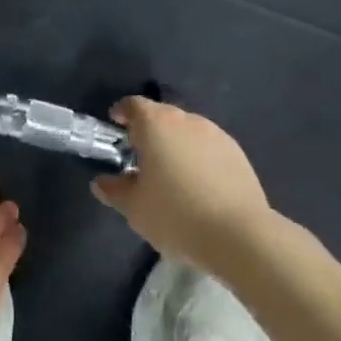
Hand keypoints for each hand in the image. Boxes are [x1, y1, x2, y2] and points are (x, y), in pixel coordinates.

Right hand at [92, 96, 272, 273]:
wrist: (239, 235)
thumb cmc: (176, 215)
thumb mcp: (134, 208)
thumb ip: (114, 190)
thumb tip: (102, 182)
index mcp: (156, 124)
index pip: (133, 105)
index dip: (122, 113)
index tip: (116, 126)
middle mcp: (186, 120)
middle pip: (161, 115)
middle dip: (148, 131)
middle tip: (140, 157)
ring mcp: (215, 134)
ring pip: (187, 131)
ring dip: (175, 144)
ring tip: (171, 173)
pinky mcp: (237, 152)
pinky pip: (208, 147)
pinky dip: (198, 157)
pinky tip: (199, 184)